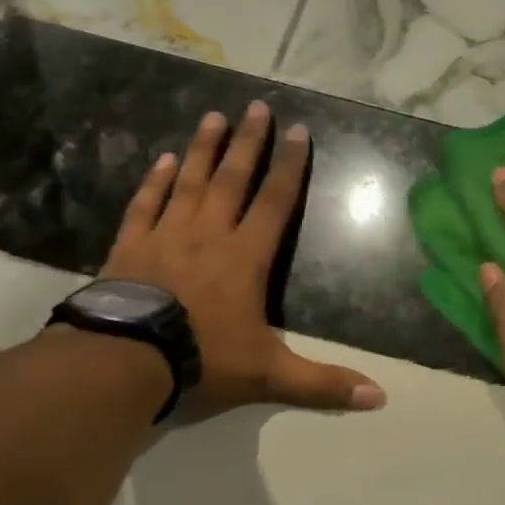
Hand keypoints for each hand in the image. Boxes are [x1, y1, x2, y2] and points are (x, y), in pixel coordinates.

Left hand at [100, 105, 385, 418]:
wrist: (124, 361)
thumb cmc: (203, 359)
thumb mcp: (270, 376)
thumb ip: (323, 384)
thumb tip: (380, 398)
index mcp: (246, 258)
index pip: (275, 203)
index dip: (290, 167)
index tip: (298, 131)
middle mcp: (209, 235)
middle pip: (233, 179)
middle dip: (248, 143)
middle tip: (256, 106)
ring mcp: (166, 236)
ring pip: (190, 183)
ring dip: (204, 149)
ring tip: (213, 116)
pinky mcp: (130, 246)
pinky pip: (146, 205)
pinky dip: (157, 181)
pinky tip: (166, 160)